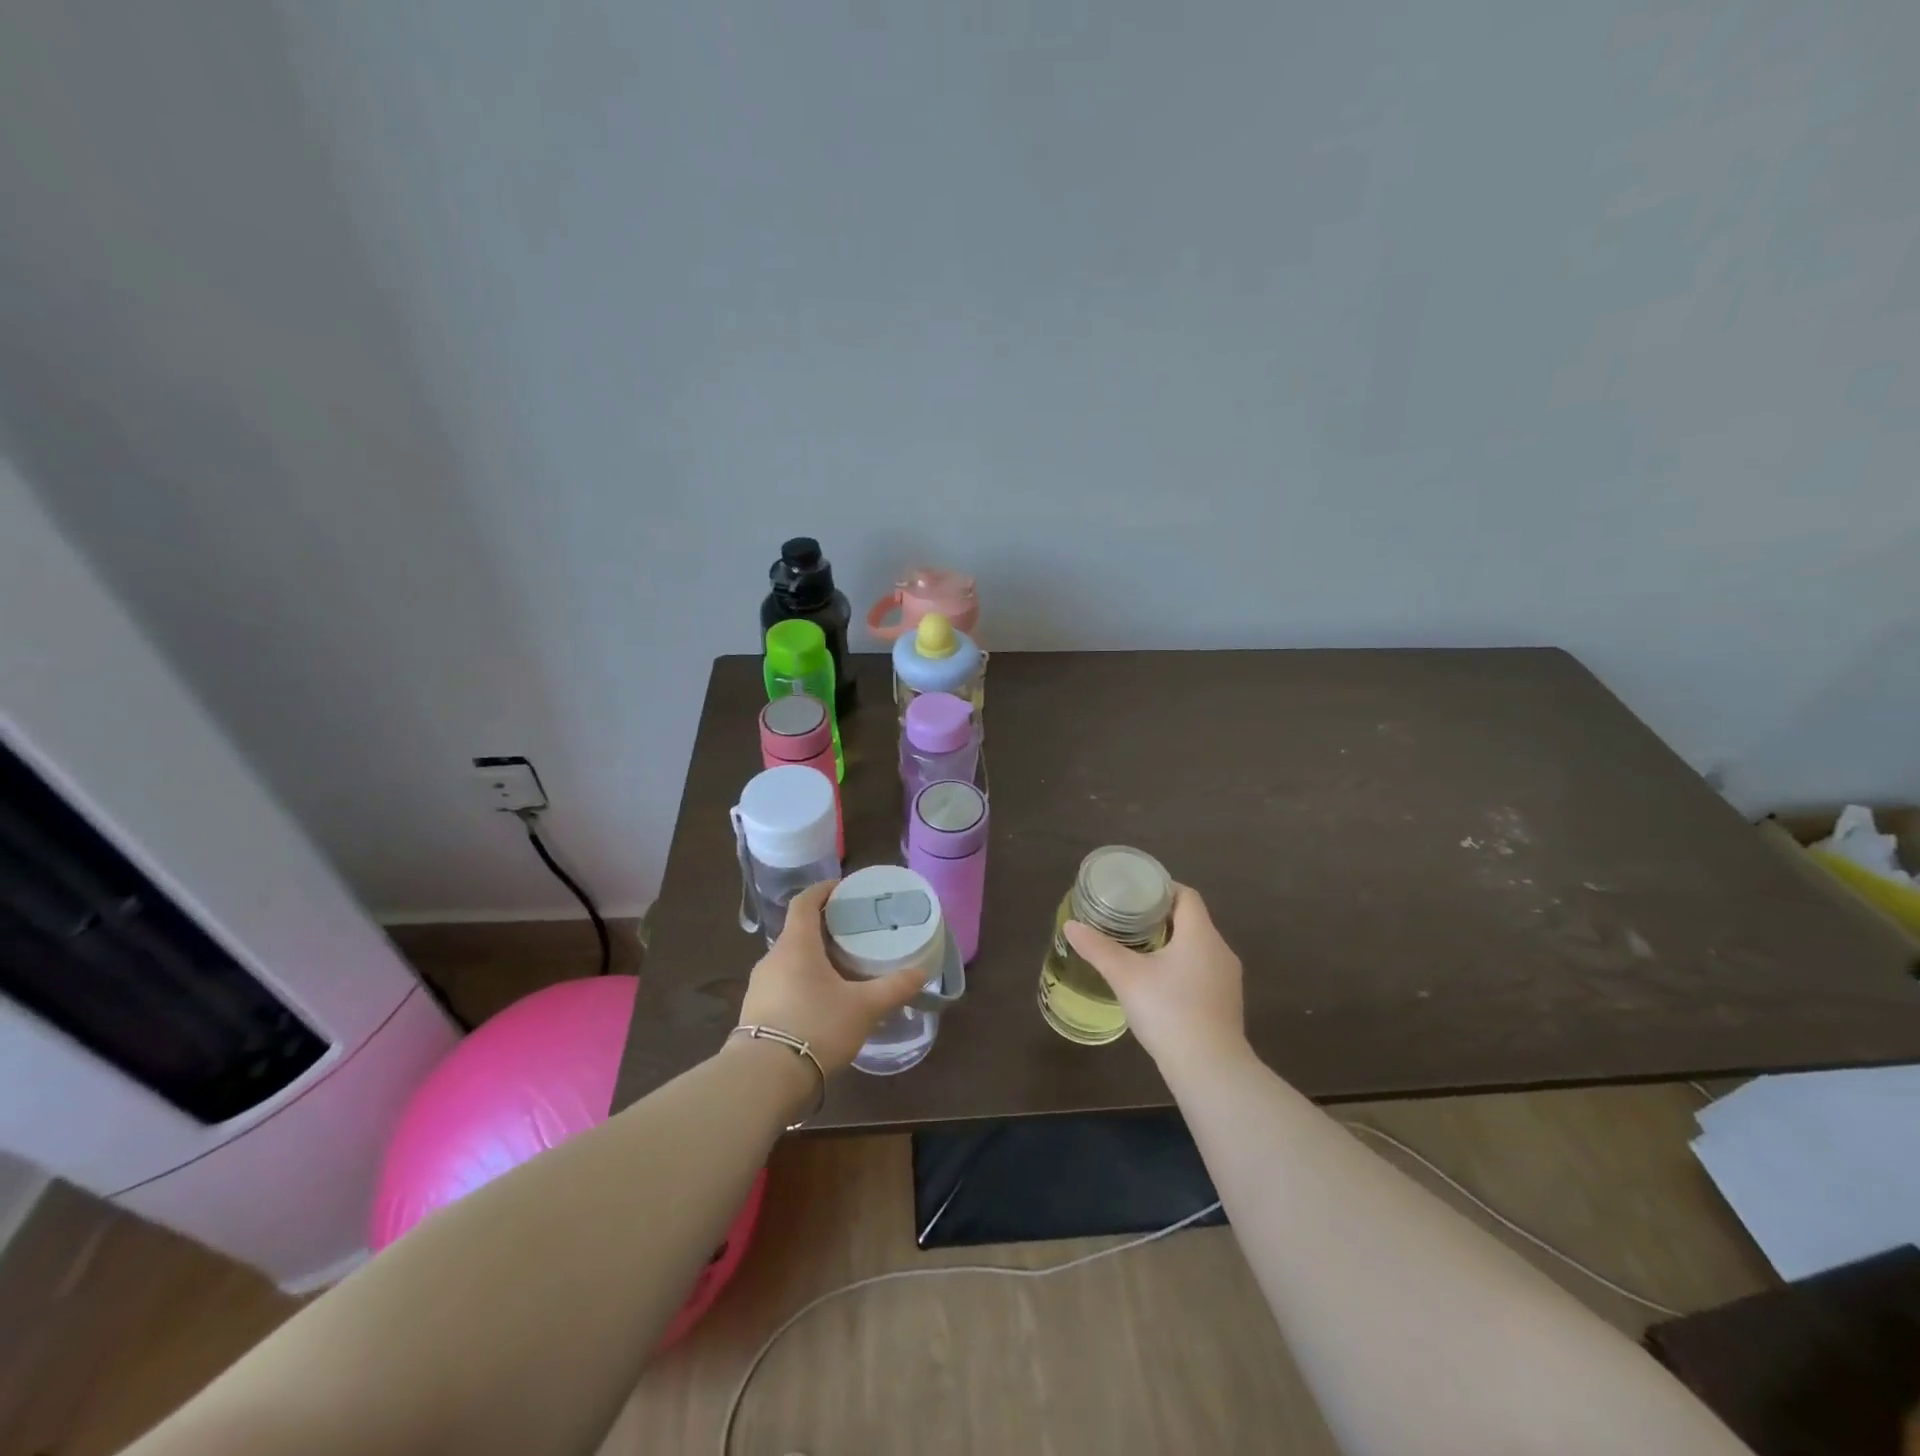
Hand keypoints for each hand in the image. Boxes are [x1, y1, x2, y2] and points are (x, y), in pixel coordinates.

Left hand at [737, 880, 930, 1075]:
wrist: (763, 1079)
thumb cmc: (816, 1027)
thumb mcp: (863, 1008)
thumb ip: (893, 987)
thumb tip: (921, 972)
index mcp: (796, 944)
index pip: (805, 902)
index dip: (823, 890)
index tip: (844, 889)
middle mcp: (773, 958)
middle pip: (799, 930)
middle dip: (825, 927)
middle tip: (854, 932)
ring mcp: (760, 985)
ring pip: (790, 958)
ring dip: (814, 956)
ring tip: (843, 967)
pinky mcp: (755, 1011)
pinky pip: (783, 982)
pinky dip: (803, 980)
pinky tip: (822, 1000)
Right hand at [1063, 884, 1245, 1074]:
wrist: (1210, 1070)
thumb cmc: (1169, 1011)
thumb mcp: (1126, 976)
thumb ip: (1098, 948)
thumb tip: (1071, 926)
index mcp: (1200, 934)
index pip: (1186, 895)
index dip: (1161, 889)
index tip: (1135, 894)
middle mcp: (1220, 950)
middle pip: (1192, 921)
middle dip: (1161, 918)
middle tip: (1127, 921)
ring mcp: (1228, 979)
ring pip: (1198, 948)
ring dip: (1172, 944)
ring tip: (1139, 950)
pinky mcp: (1227, 1004)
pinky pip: (1203, 972)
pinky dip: (1182, 968)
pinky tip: (1159, 985)